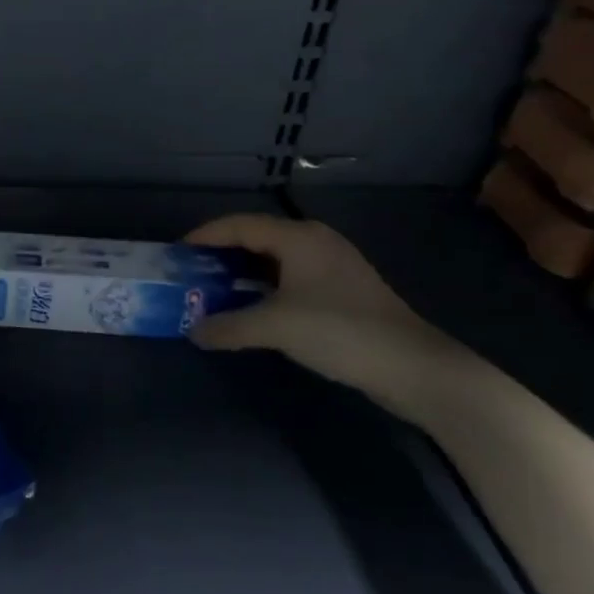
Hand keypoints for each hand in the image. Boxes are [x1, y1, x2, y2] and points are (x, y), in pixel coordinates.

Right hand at [185, 213, 478, 423]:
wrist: (416, 368)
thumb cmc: (340, 332)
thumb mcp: (276, 327)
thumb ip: (229, 326)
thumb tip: (194, 332)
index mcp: (298, 237)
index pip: (239, 225)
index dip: (205, 236)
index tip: (177, 253)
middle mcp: (314, 241)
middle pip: (256, 237)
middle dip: (221, 254)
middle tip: (193, 272)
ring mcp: (333, 265)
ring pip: (275, 259)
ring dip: (243, 272)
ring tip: (215, 289)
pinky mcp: (344, 289)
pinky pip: (291, 276)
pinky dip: (265, 286)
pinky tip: (254, 307)